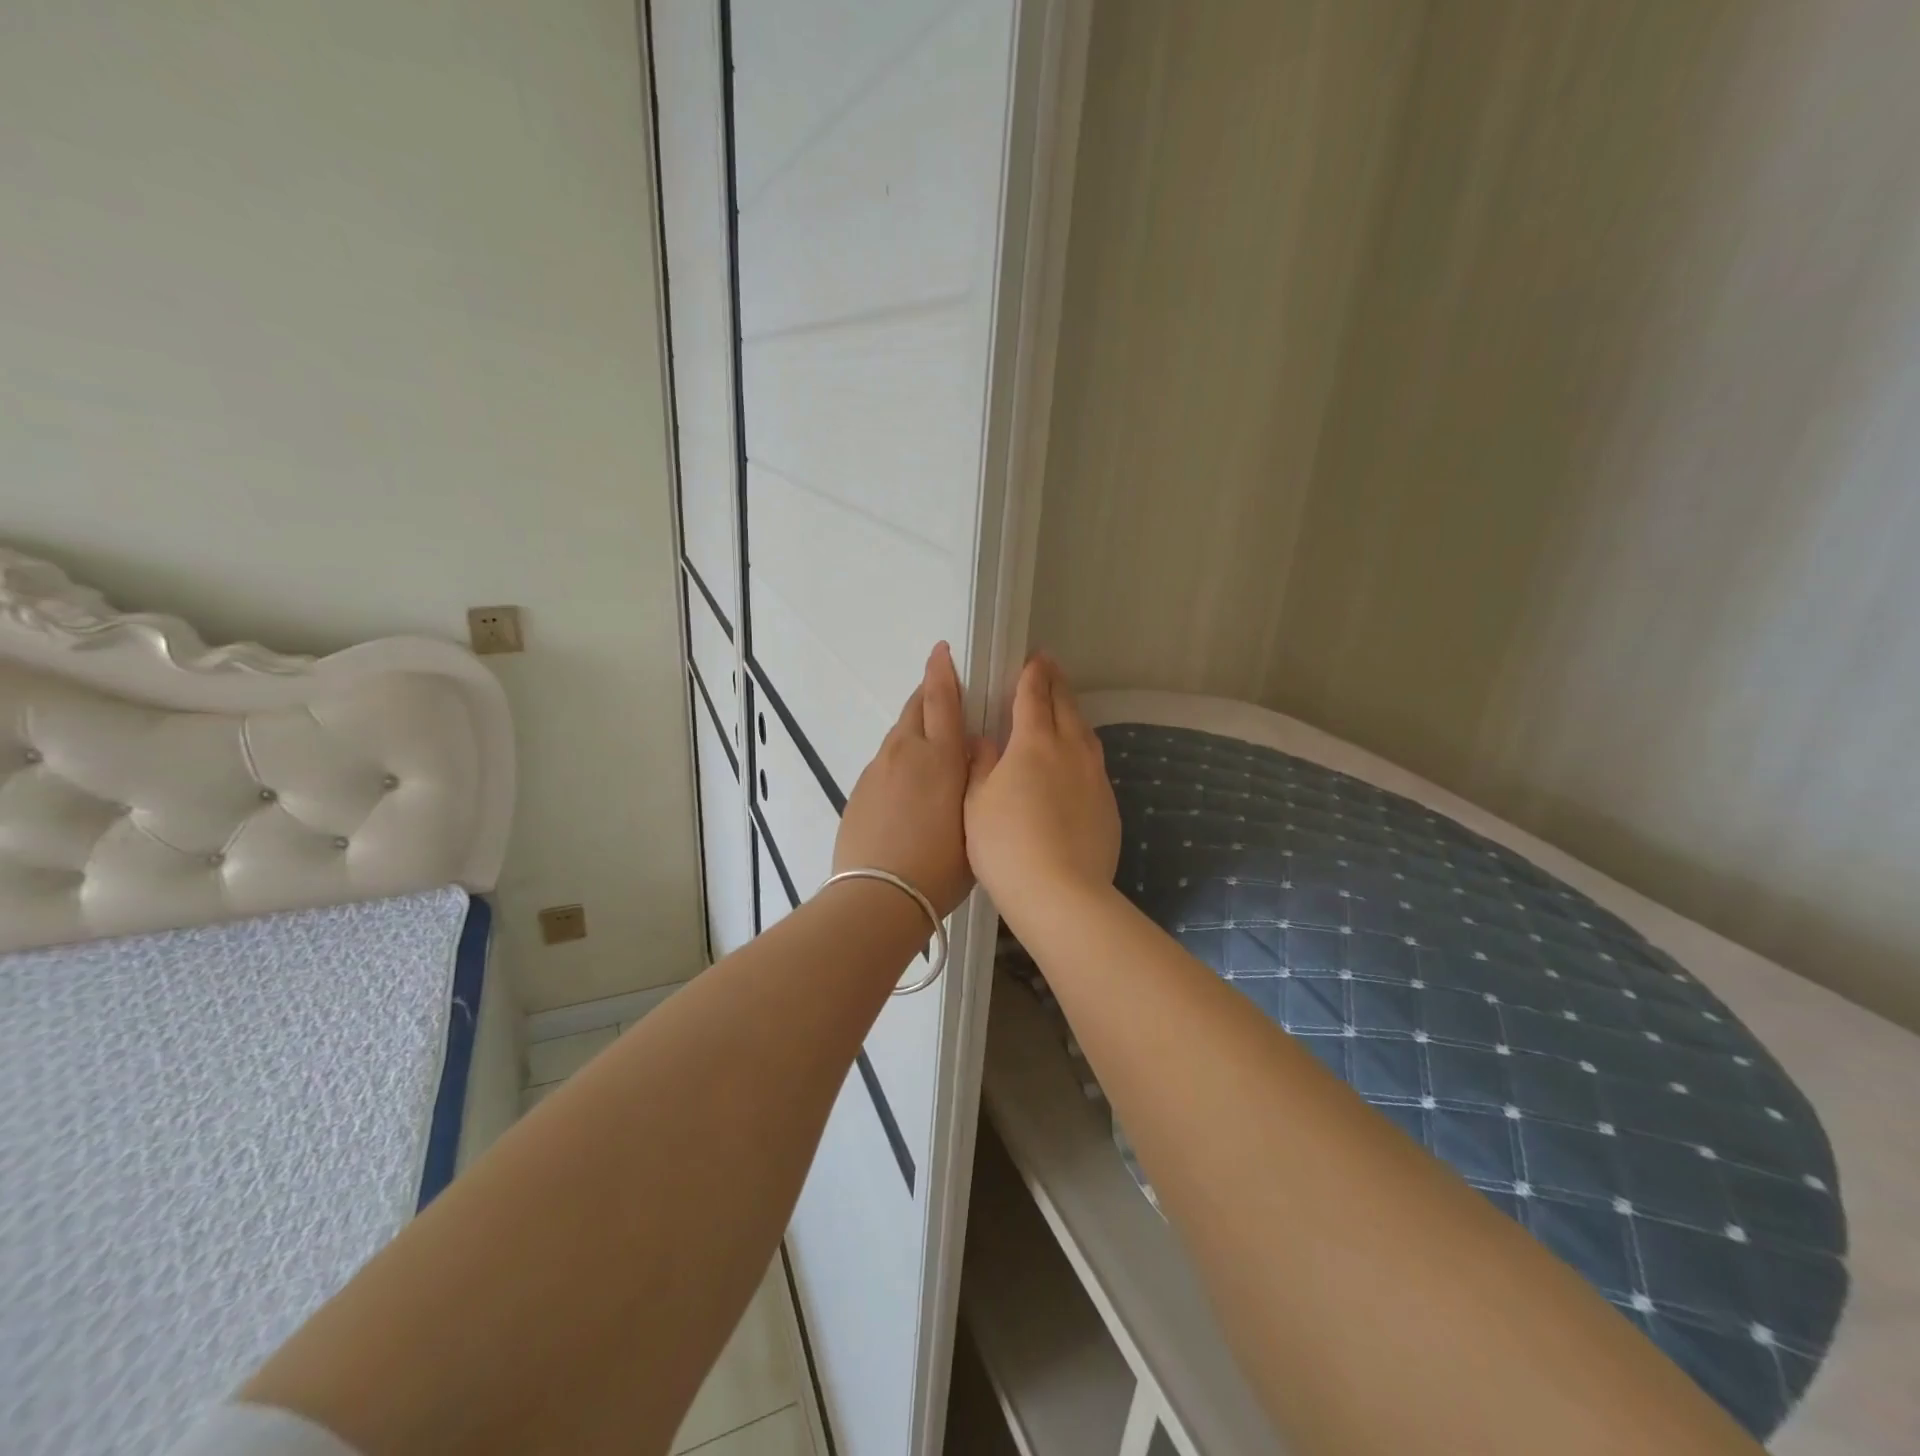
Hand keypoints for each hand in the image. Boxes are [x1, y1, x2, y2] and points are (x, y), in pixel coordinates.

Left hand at [833, 642, 976, 917]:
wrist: (878, 896)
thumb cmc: (940, 866)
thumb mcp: (975, 822)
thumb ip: (976, 778)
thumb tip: (976, 748)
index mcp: (941, 758)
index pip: (942, 700)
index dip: (942, 672)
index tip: (941, 651)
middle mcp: (905, 753)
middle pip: (915, 709)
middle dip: (928, 694)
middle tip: (941, 690)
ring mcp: (877, 771)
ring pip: (898, 735)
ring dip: (914, 729)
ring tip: (928, 747)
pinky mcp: (859, 791)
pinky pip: (884, 762)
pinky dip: (899, 759)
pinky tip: (906, 786)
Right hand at [964, 655, 1120, 922]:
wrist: (1060, 892)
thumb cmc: (1005, 845)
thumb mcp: (976, 803)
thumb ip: (980, 765)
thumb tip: (984, 740)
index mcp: (1033, 743)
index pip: (1033, 696)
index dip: (1032, 675)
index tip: (1034, 658)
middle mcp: (1070, 751)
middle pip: (1065, 707)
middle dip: (1056, 684)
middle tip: (1050, 668)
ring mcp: (1094, 777)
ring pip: (1085, 733)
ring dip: (1073, 714)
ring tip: (1065, 707)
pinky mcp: (1108, 805)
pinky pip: (1095, 763)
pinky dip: (1083, 749)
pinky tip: (1076, 762)